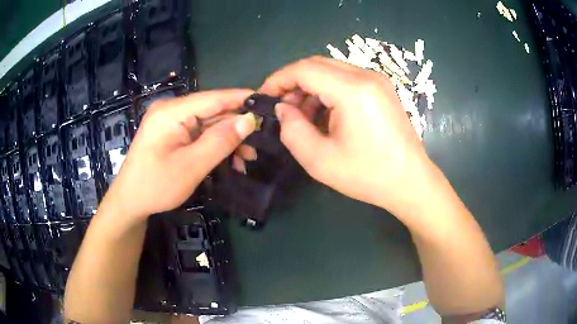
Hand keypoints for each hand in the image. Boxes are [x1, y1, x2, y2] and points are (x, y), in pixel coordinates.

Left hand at [101, 89, 256, 222]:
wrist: (129, 202)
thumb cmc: (156, 186)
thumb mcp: (191, 166)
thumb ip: (220, 141)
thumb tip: (249, 119)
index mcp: (172, 112)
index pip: (214, 98)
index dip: (242, 99)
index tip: (269, 103)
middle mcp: (171, 109)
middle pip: (212, 111)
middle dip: (236, 127)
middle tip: (260, 144)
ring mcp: (170, 121)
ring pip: (208, 123)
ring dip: (227, 139)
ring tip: (247, 158)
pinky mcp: (171, 132)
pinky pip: (198, 133)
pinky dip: (214, 145)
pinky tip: (228, 159)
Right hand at [260, 56, 433, 216]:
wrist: (410, 181)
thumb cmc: (368, 175)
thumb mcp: (319, 160)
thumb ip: (292, 130)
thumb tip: (282, 109)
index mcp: (353, 90)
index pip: (304, 69)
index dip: (278, 79)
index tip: (263, 97)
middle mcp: (366, 76)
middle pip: (317, 64)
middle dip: (293, 83)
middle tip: (281, 109)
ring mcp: (377, 80)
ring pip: (331, 70)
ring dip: (310, 87)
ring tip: (302, 116)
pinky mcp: (382, 88)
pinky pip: (346, 79)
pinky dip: (328, 91)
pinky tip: (325, 114)